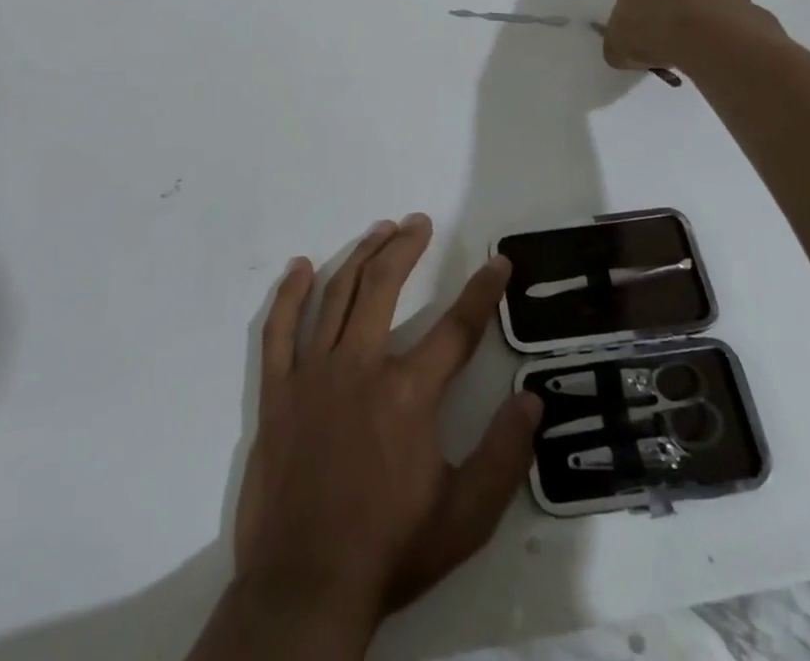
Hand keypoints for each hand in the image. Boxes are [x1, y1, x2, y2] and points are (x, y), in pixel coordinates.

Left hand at [230, 215, 541, 638]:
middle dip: (407, 247)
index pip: (457, 327)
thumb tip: (532, 401)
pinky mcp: (278, 390)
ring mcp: (314, 373)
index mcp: (409, 393)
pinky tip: (300, 267)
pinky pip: (280, 329)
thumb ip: (504, 456)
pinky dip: (290, 294)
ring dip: (361, 255)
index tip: (498, 262)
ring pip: (338, 294)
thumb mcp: (465, 517)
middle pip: (386, 286)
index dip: (482, 291)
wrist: (305, 587)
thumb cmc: (389, 550)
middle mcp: (361, 366)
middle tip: (420, 222)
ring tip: (379, 229)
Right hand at [601, 0, 783, 73]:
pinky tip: (710, 45)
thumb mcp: (616, 40)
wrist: (714, 42)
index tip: (635, 9)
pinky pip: (726, 3)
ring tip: (688, 40)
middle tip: (659, 24)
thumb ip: (615, 38)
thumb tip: (622, 46)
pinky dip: (719, 19)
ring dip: (696, 2)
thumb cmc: (654, 26)